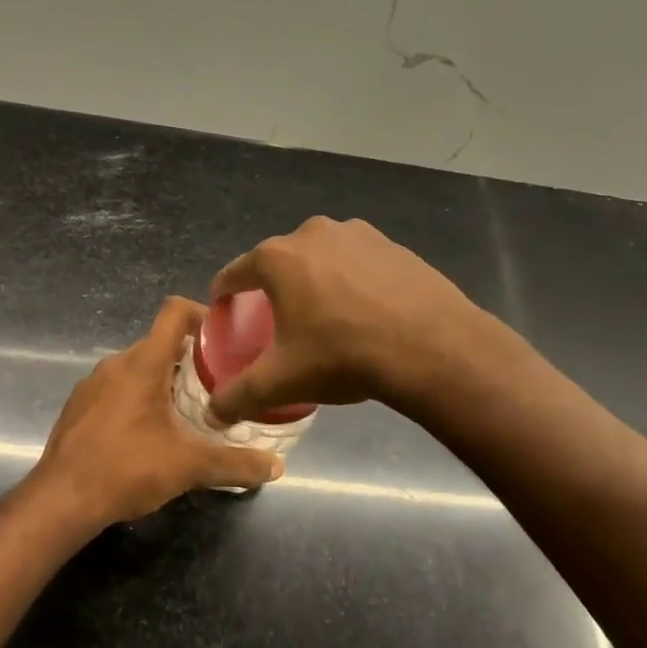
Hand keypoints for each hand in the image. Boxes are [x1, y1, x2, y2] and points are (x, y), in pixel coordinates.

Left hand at [31, 297, 284, 530]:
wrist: (61, 499)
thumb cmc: (127, 469)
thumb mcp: (189, 467)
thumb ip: (235, 463)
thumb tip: (276, 467)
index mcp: (143, 363)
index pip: (174, 312)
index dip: (202, 314)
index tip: (225, 337)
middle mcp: (116, 363)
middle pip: (159, 344)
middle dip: (190, 359)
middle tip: (218, 384)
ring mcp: (92, 384)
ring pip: (136, 368)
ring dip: (163, 381)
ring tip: (187, 410)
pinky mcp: (78, 406)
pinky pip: (115, 389)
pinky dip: (136, 398)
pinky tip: (148, 432)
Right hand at [208, 216, 489, 423]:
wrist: (433, 348)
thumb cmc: (343, 356)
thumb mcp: (282, 382)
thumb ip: (238, 396)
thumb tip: (213, 414)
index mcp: (278, 258)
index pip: (235, 273)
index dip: (224, 293)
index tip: (224, 310)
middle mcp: (313, 233)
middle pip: (279, 263)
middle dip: (274, 288)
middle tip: (278, 323)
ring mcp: (358, 234)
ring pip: (321, 259)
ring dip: (315, 281)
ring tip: (324, 317)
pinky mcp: (393, 245)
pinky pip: (357, 263)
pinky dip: (352, 282)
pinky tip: (364, 313)